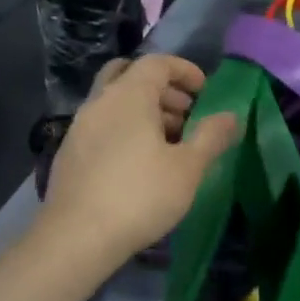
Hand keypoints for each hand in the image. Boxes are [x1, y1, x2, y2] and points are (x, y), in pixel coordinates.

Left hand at [40, 54, 239, 267]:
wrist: (76, 237)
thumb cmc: (140, 196)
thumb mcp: (187, 168)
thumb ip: (211, 137)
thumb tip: (231, 116)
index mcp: (128, 95)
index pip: (157, 63)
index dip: (184, 70)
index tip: (204, 91)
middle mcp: (100, 101)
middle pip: (129, 75)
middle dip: (162, 88)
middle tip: (186, 114)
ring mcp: (79, 126)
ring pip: (114, 101)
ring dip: (143, 110)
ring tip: (168, 142)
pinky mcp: (68, 152)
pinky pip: (101, 125)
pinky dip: (123, 128)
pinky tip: (138, 163)